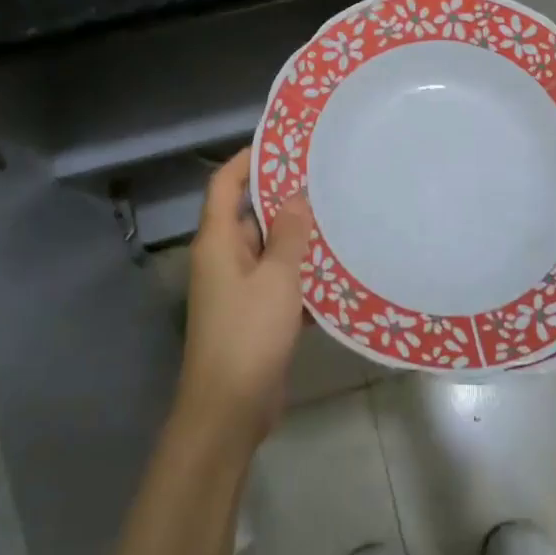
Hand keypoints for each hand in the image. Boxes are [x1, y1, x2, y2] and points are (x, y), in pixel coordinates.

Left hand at [174, 148, 315, 452]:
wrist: (229, 412)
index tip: (283, 143)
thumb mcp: (276, 278)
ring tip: (337, 212)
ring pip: (269, 247)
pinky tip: (336, 265)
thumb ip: (288, 234)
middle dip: (283, 194)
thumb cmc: (248, 335)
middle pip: (250, 213)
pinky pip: (278, 278)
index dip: (248, 159)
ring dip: (297, 234)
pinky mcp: (254, 313)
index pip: (225, 184)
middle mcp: (224, 257)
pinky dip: (301, 270)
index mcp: (218, 241)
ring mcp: (238, 287)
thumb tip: (297, 195)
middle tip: (324, 176)